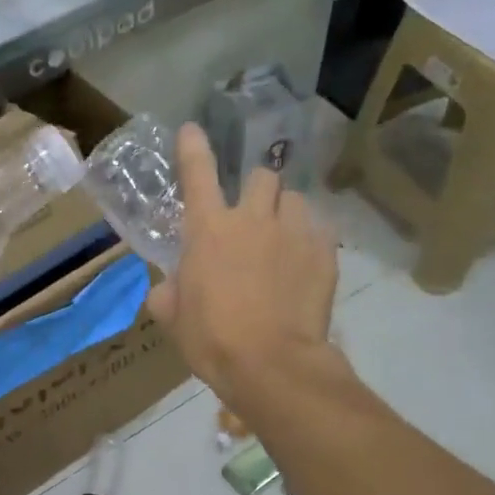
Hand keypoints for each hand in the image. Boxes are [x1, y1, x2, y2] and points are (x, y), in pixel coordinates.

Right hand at [146, 124, 337, 411]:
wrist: (272, 365)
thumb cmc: (212, 339)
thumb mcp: (174, 318)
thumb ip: (169, 292)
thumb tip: (170, 287)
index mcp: (208, 229)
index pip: (197, 173)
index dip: (193, 148)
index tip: (192, 130)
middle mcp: (252, 218)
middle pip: (261, 175)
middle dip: (256, 190)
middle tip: (253, 217)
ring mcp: (293, 232)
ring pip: (295, 199)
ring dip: (286, 212)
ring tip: (284, 240)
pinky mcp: (325, 252)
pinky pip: (320, 229)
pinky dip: (310, 239)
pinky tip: (305, 264)